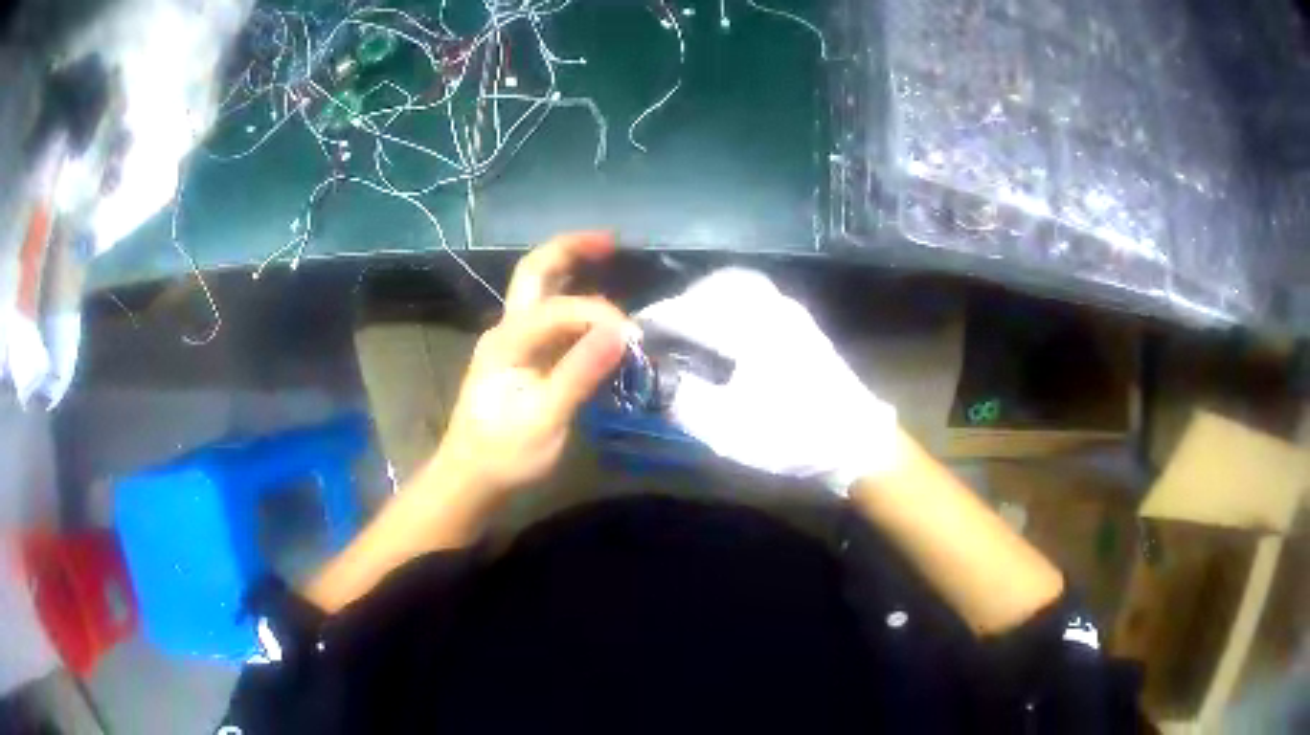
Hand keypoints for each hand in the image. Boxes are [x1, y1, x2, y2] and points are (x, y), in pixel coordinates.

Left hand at [431, 232, 628, 503]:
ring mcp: (511, 340)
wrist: (470, 478)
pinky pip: (548, 312)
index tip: (632, 338)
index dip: (598, 315)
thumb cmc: (504, 454)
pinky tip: (595, 305)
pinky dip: (573, 297)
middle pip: (535, 271)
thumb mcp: (544, 420)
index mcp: (507, 341)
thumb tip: (620, 333)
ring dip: (571, 266)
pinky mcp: (520, 355)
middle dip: (571, 249)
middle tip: (612, 241)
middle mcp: (506, 329)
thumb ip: (579, 374)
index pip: (558, 308)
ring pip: (539, 287)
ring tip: (607, 256)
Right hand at [638, 269, 896, 493]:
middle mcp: (770, 308)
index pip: (690, 309)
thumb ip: (686, 400)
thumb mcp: (730, 429)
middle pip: (717, 286)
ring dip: (709, 299)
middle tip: (663, 328)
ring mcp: (791, 313)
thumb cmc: (794, 435)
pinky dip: (732, 303)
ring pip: (740, 286)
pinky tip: (727, 332)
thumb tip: (660, 380)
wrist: (858, 443)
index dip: (658, 317)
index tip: (635, 330)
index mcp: (749, 328)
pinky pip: (758, 296)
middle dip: (684, 301)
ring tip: (691, 327)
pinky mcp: (804, 325)